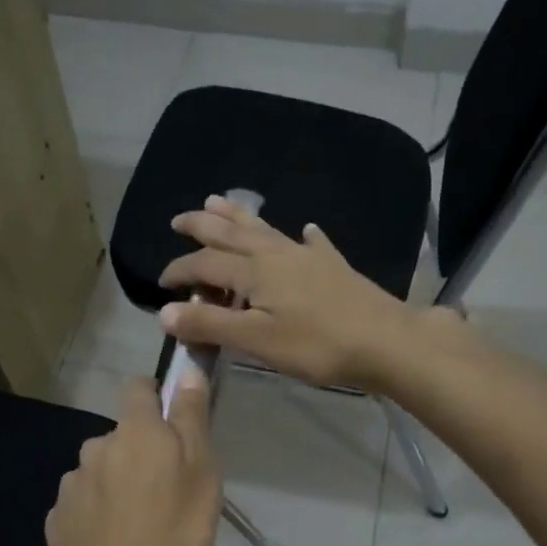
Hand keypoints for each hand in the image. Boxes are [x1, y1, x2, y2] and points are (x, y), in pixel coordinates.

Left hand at [42, 374, 220, 545]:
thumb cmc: (171, 531)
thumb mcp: (201, 472)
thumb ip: (191, 418)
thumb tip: (186, 370)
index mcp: (134, 431)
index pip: (138, 386)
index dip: (155, 396)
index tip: (172, 424)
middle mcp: (96, 446)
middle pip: (123, 435)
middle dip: (141, 451)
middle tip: (167, 490)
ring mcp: (72, 482)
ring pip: (102, 470)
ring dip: (118, 482)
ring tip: (139, 522)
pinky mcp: (58, 516)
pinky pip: (84, 502)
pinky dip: (98, 512)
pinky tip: (113, 541)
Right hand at [157, 195, 427, 389]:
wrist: (385, 341)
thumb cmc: (317, 345)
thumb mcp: (257, 341)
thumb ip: (210, 325)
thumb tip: (164, 312)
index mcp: (255, 272)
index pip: (206, 264)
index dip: (180, 270)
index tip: (161, 283)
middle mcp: (277, 254)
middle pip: (232, 234)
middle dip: (202, 225)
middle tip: (179, 219)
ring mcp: (308, 256)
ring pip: (265, 229)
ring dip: (239, 215)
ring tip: (218, 200)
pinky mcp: (334, 267)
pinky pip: (313, 243)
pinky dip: (303, 236)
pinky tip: (307, 230)